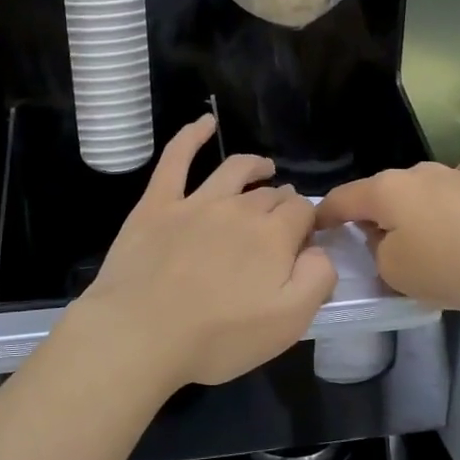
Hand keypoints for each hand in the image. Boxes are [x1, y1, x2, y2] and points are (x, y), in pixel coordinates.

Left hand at [76, 117, 337, 392]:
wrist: (140, 333)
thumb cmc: (217, 337)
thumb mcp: (288, 323)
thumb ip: (317, 279)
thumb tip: (319, 249)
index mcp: (273, 236)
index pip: (302, 212)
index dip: (307, 222)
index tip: (304, 239)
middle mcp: (238, 209)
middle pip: (270, 195)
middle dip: (282, 201)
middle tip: (283, 217)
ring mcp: (195, 202)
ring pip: (233, 170)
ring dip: (254, 166)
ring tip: (264, 168)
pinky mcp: (157, 204)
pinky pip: (176, 159)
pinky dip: (192, 136)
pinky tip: (204, 122)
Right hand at [317, 153, 459, 312]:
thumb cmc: (455, 264)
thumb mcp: (396, 273)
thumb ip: (378, 254)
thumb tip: (386, 241)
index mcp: (385, 191)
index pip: (340, 199)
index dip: (323, 217)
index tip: (315, 232)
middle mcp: (416, 173)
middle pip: (380, 193)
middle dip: (371, 217)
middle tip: (375, 251)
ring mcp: (457, 174)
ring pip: (420, 186)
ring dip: (413, 208)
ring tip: (422, 237)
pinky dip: (458, 189)